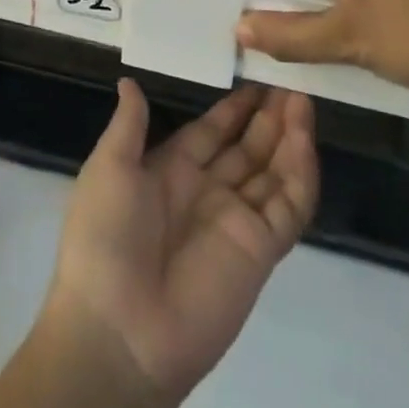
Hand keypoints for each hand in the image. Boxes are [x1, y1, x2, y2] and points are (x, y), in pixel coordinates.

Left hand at [42, 80, 317, 406]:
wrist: (117, 332)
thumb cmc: (104, 238)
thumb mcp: (108, 169)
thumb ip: (129, 125)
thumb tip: (130, 81)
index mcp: (170, 172)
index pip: (210, 131)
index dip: (234, 107)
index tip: (256, 74)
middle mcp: (207, 192)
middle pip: (247, 147)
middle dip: (268, 116)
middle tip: (290, 79)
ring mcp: (236, 221)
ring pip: (273, 171)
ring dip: (289, 136)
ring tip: (303, 99)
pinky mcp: (260, 250)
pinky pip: (288, 206)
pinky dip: (300, 173)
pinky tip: (304, 139)